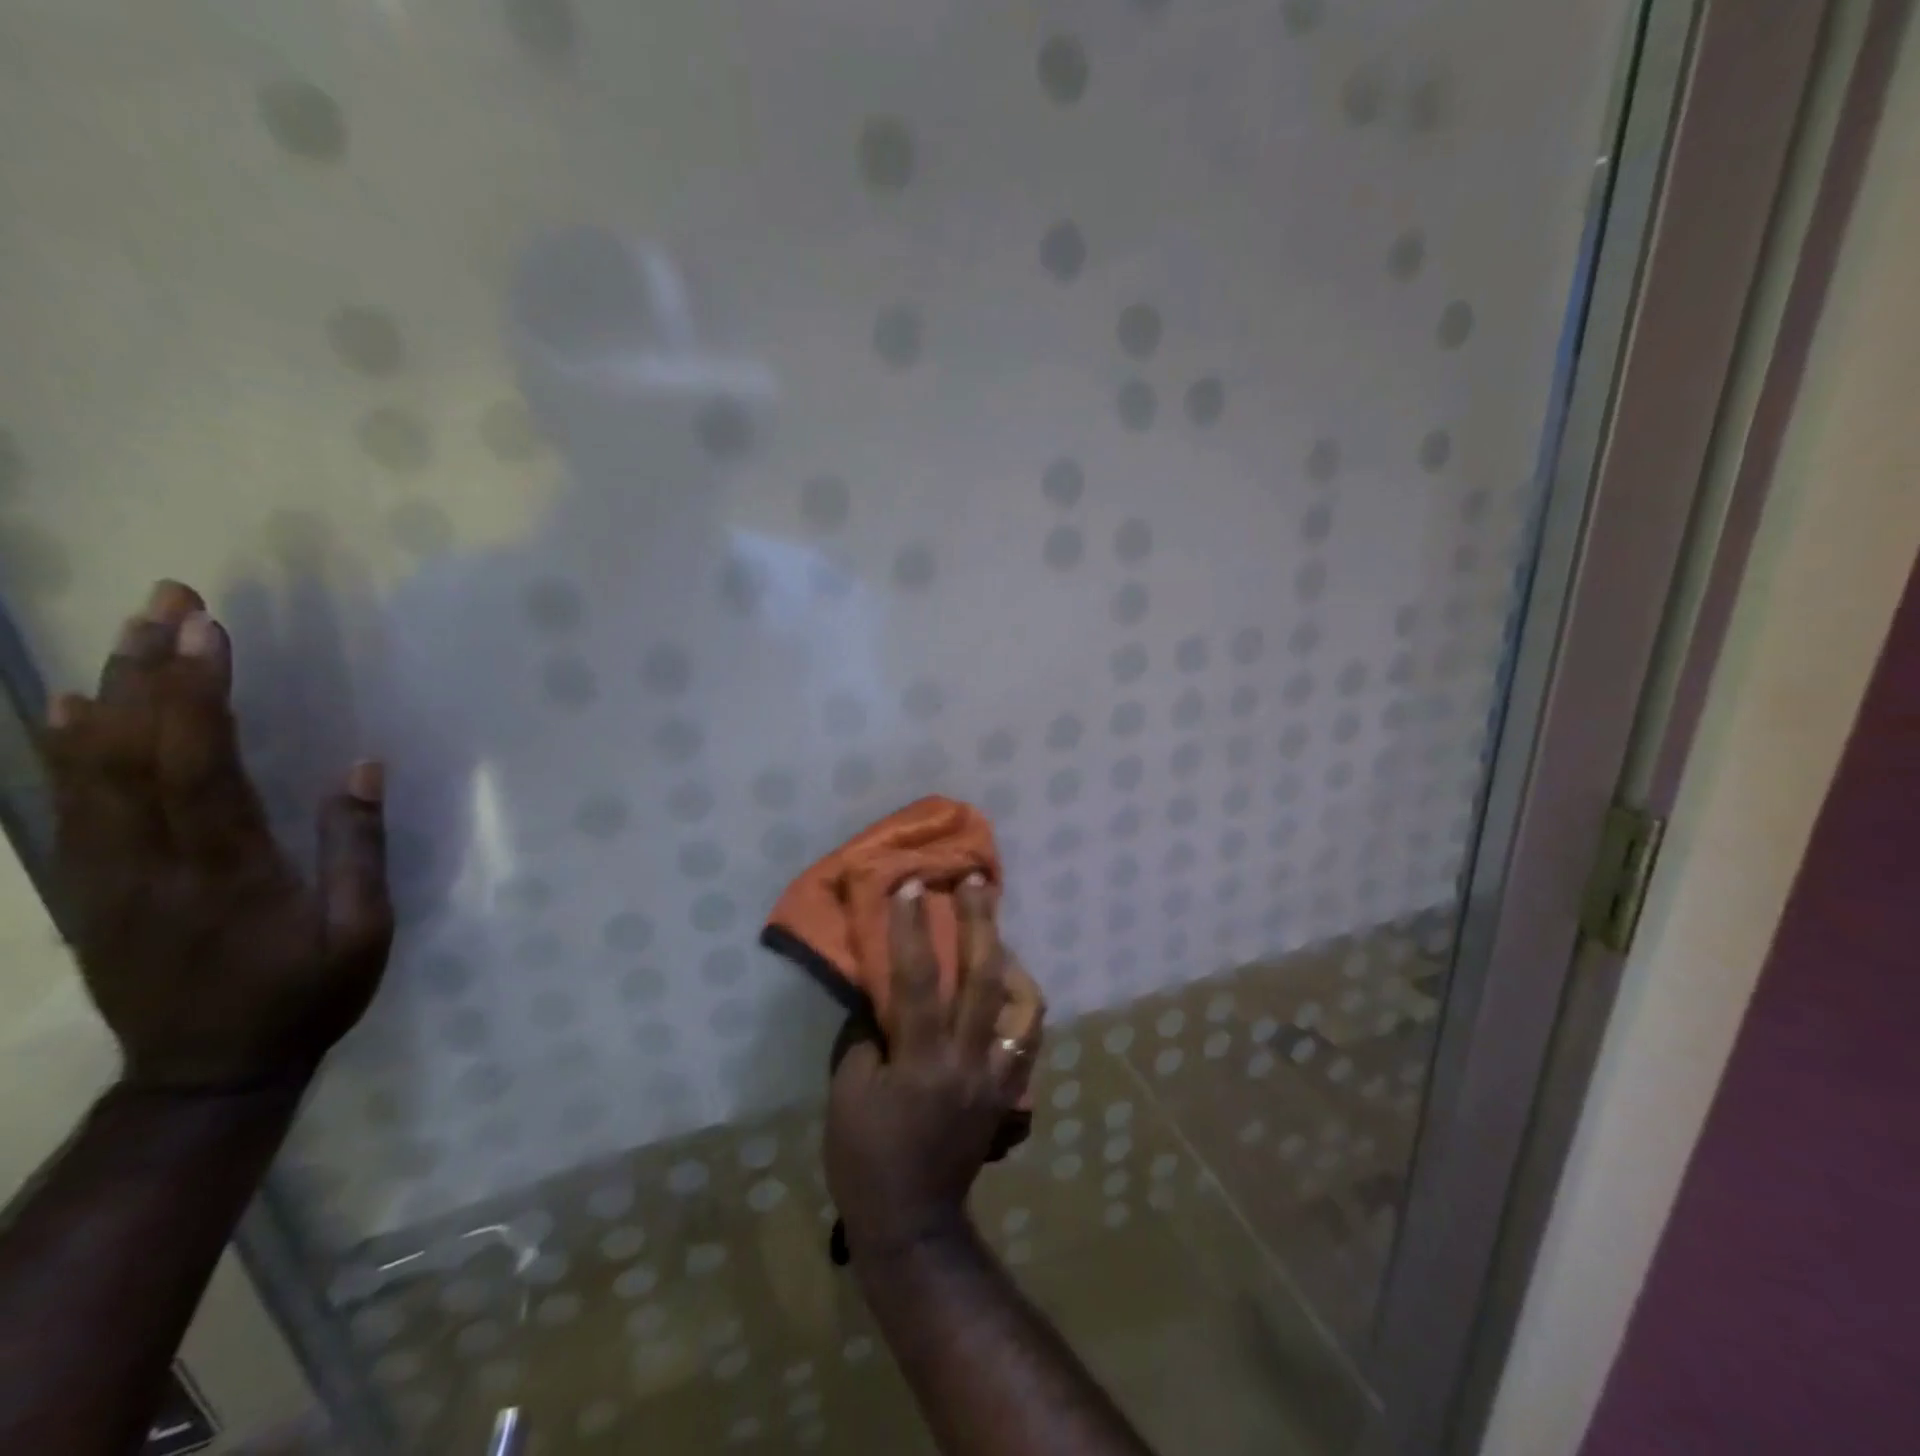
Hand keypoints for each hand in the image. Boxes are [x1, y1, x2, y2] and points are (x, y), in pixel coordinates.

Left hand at [39, 581, 392, 1091]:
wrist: (206, 1072)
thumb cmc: (304, 998)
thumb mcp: (361, 933)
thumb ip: (357, 849)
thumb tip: (361, 767)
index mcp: (227, 871)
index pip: (199, 764)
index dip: (199, 692)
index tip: (209, 629)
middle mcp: (151, 862)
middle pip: (132, 750)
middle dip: (149, 667)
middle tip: (167, 599)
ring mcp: (107, 874)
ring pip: (89, 768)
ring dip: (110, 691)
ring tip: (130, 630)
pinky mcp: (90, 885)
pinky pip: (68, 803)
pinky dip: (65, 746)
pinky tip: (71, 706)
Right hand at [825, 874, 1041, 1263]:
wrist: (913, 1221)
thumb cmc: (866, 1156)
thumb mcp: (848, 1090)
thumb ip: (868, 1032)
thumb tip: (882, 989)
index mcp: (923, 1061)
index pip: (919, 979)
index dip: (912, 927)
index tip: (910, 885)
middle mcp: (970, 1060)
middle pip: (986, 977)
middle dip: (981, 921)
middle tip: (976, 880)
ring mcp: (999, 1076)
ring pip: (1025, 1005)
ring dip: (1013, 960)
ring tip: (997, 935)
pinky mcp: (1011, 1091)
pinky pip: (1030, 1036)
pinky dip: (1022, 1002)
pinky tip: (1008, 986)